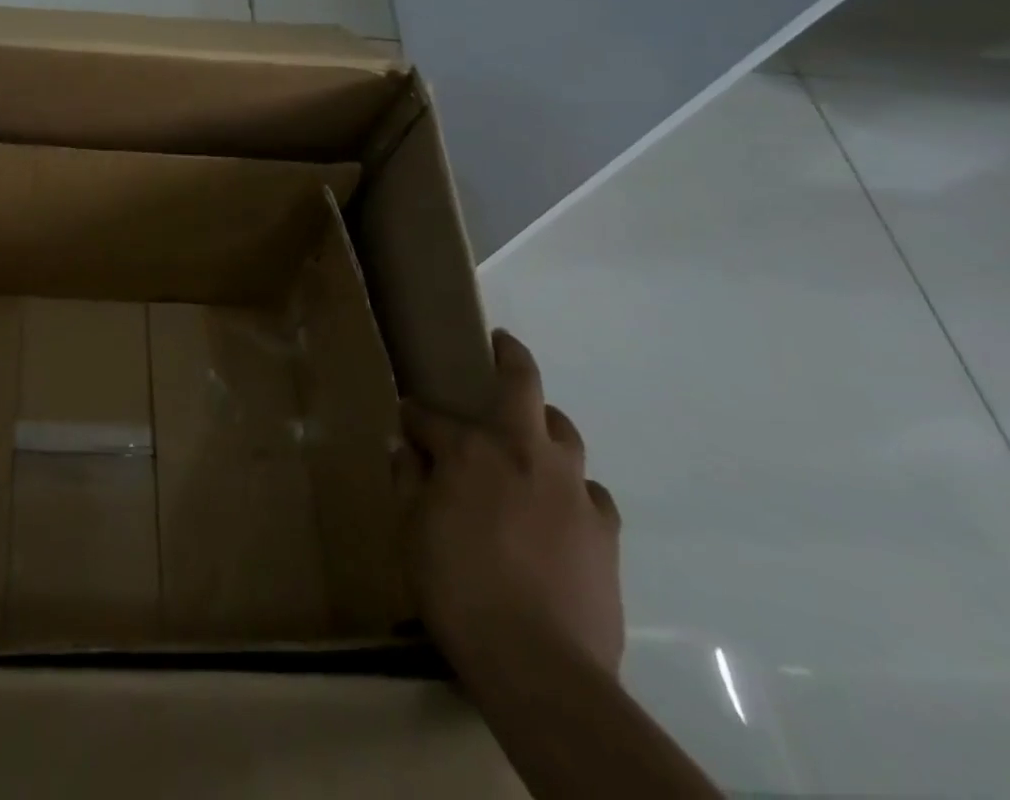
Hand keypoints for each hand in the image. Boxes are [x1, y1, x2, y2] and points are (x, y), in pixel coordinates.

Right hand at [399, 330, 623, 678]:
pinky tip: (561, 506)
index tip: (406, 421)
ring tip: (530, 437)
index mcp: (470, 449)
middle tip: (501, 346)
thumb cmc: (457, 588)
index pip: (430, 415)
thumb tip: (407, 450)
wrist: (539, 665)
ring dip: (544, 423)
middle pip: (522, 384)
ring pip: (563, 431)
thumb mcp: (410, 531)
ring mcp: (571, 487)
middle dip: (509, 357)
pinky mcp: (604, 529)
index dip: (414, 415)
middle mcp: (522, 452)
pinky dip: (572, 487)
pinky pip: (589, 491)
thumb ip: (408, 481)